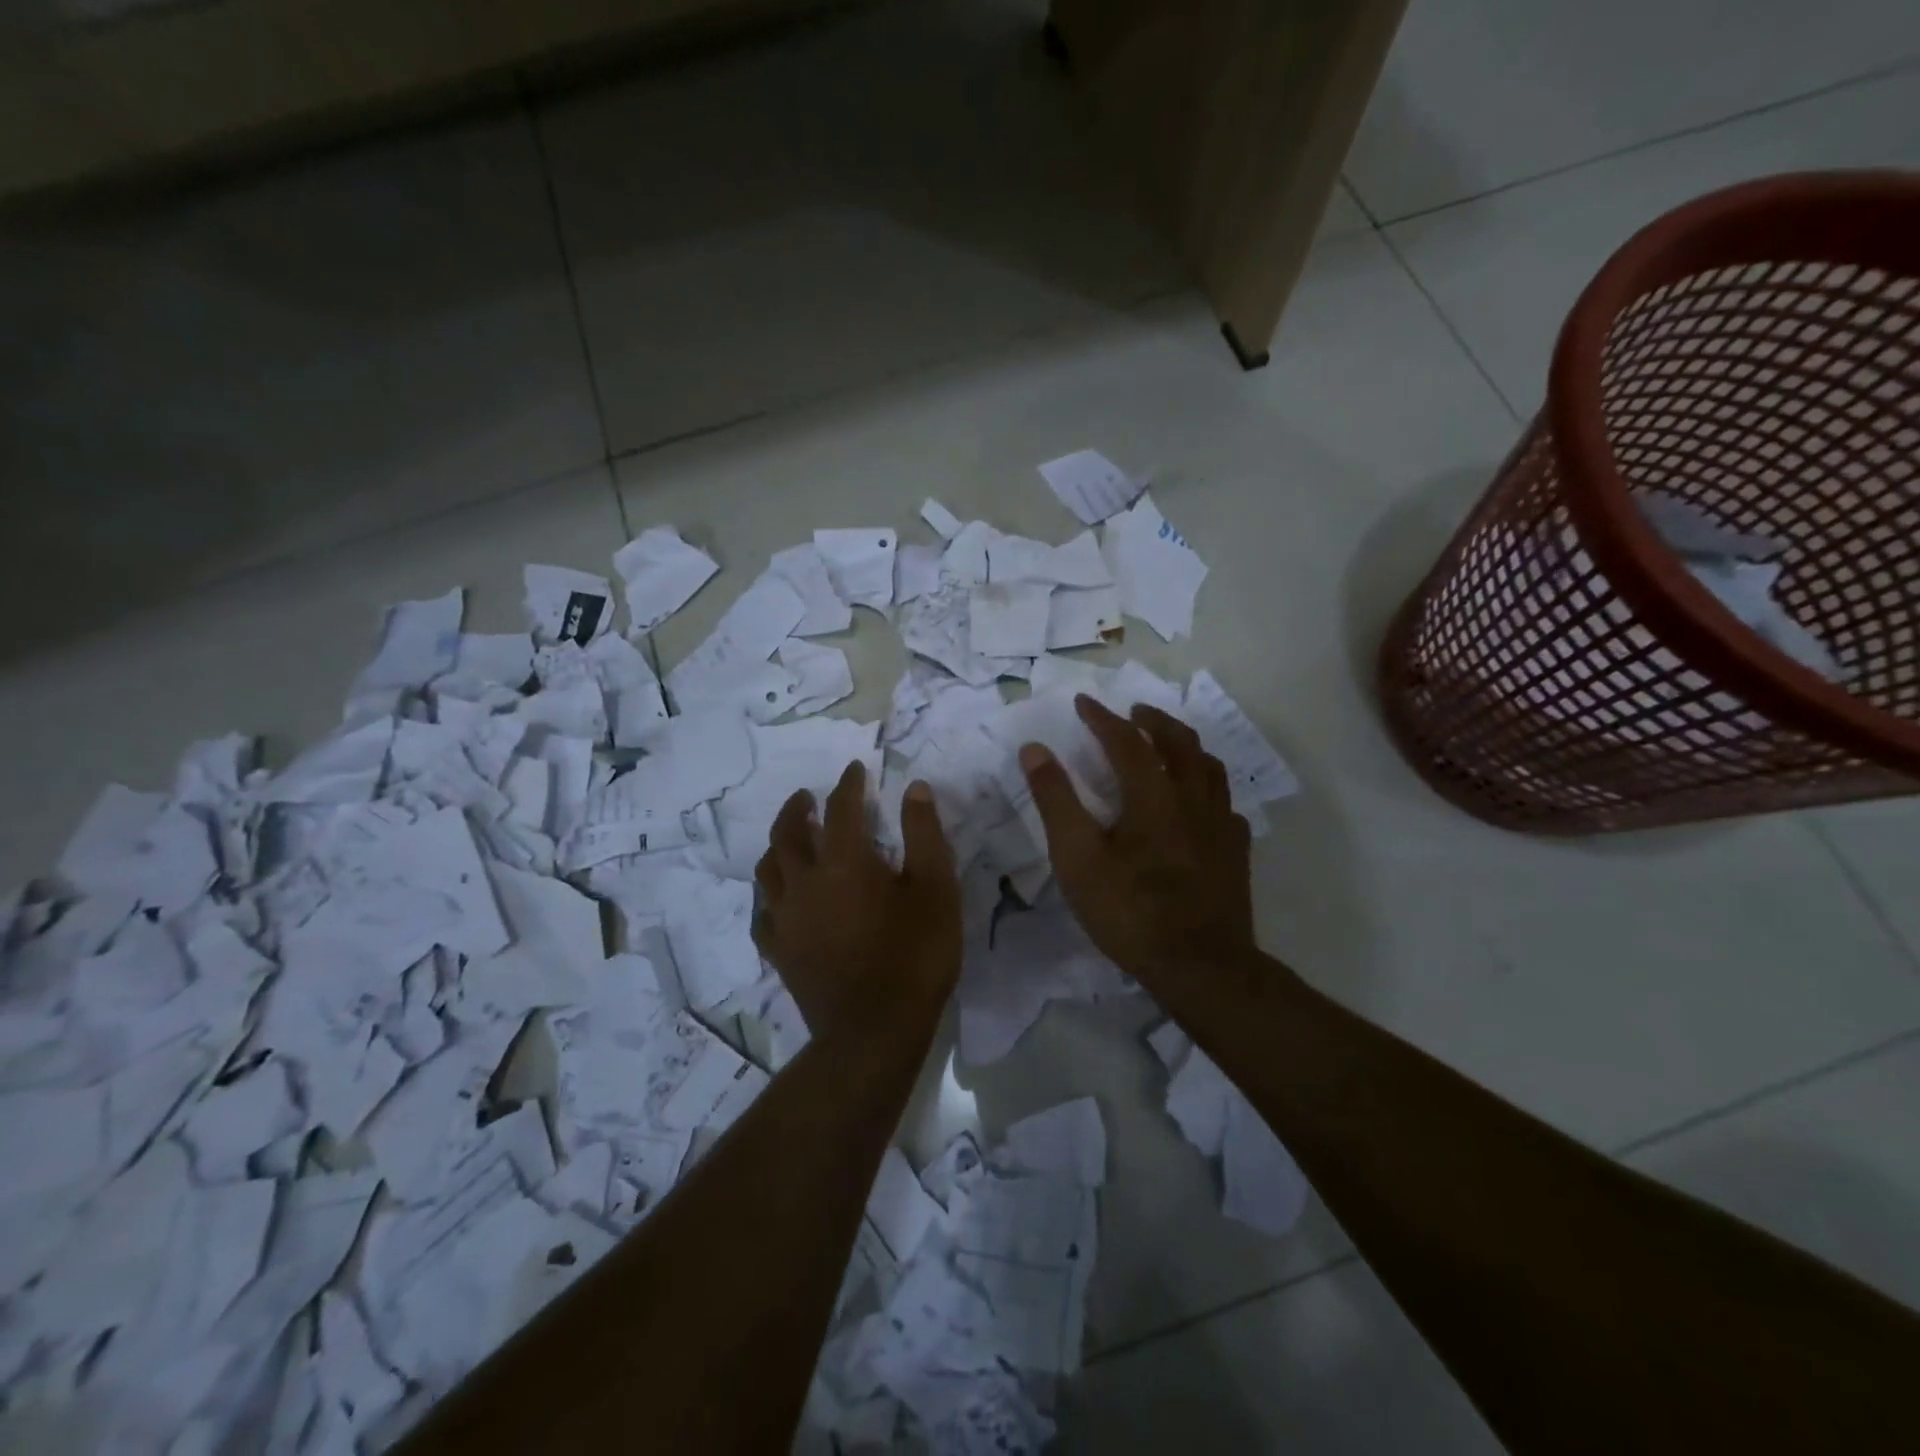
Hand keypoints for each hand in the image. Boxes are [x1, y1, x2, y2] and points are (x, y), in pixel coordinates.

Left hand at [753, 760, 960, 1037]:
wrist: (875, 1031)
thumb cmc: (915, 955)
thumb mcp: (937, 889)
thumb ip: (924, 834)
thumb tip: (914, 789)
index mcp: (844, 861)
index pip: (841, 808)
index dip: (849, 785)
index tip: (855, 771)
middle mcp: (805, 882)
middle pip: (788, 833)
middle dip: (798, 808)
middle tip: (806, 798)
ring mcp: (786, 919)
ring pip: (768, 869)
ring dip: (778, 846)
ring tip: (789, 840)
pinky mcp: (779, 952)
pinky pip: (764, 914)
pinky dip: (771, 897)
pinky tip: (780, 901)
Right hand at [1020, 695, 1255, 982]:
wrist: (1200, 966)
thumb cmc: (1130, 911)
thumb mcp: (1077, 858)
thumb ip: (1056, 801)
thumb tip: (1035, 750)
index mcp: (1154, 795)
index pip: (1127, 740)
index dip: (1103, 718)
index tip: (1083, 702)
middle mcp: (1193, 799)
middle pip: (1180, 742)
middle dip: (1153, 721)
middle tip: (1133, 714)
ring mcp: (1221, 825)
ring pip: (1210, 768)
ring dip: (1186, 746)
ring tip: (1168, 745)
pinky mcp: (1236, 852)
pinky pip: (1225, 805)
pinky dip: (1208, 790)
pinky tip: (1199, 804)